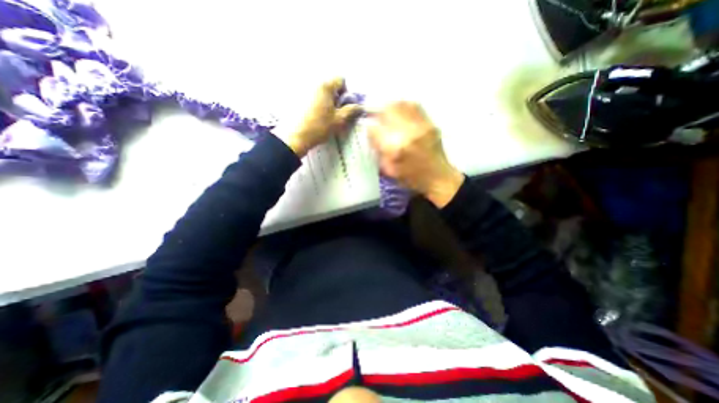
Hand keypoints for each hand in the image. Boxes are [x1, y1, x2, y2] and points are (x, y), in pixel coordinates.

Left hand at [283, 77, 361, 154]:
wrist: (296, 136)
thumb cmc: (320, 127)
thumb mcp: (339, 120)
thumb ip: (351, 111)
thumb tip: (360, 106)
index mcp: (325, 86)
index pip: (341, 79)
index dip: (346, 92)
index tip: (343, 105)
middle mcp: (314, 83)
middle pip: (330, 85)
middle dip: (335, 96)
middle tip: (335, 112)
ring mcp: (303, 89)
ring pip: (321, 91)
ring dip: (326, 100)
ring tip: (324, 115)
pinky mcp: (296, 97)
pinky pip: (312, 96)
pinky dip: (316, 102)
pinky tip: (314, 115)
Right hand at [367, 101, 462, 207]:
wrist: (438, 177)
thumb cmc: (411, 178)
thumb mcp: (389, 170)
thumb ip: (378, 151)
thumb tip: (371, 134)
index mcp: (394, 149)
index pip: (374, 128)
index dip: (368, 126)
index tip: (368, 127)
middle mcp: (407, 133)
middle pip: (387, 110)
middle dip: (377, 110)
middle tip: (375, 116)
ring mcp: (420, 126)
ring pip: (401, 104)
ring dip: (390, 105)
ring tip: (386, 111)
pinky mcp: (430, 123)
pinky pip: (415, 106)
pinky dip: (404, 105)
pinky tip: (401, 110)